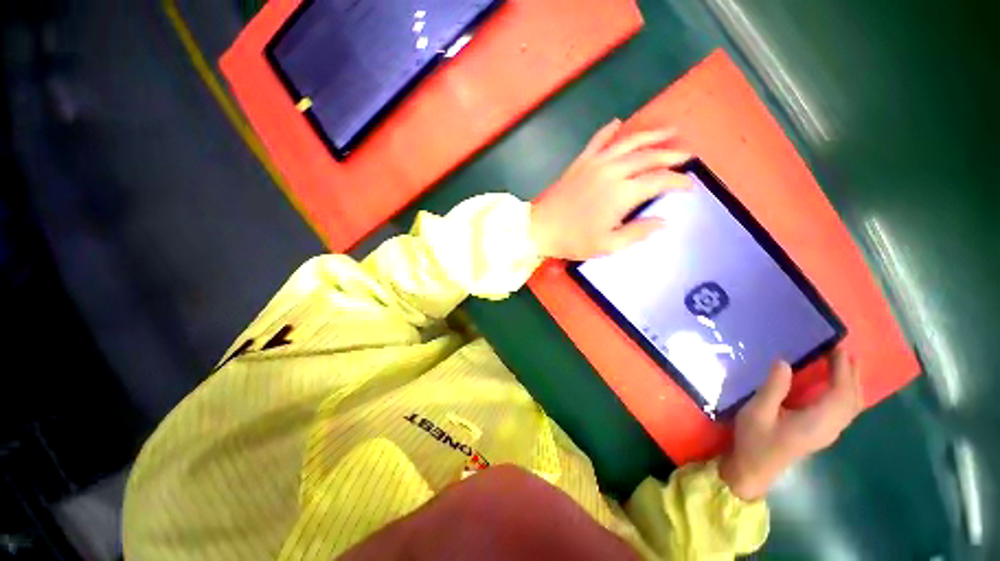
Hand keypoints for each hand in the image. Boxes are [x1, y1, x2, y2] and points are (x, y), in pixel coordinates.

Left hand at [530, 119, 691, 259]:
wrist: (541, 228)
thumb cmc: (573, 240)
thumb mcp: (608, 245)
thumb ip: (637, 232)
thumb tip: (662, 221)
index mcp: (622, 194)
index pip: (659, 181)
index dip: (678, 182)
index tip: (689, 186)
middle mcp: (612, 172)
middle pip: (648, 157)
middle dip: (671, 155)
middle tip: (686, 156)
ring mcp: (595, 163)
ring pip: (628, 143)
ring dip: (650, 136)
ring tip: (668, 131)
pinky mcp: (580, 162)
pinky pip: (598, 141)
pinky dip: (609, 131)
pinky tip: (617, 123)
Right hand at [719, 348, 862, 500]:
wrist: (754, 469)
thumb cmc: (755, 440)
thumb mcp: (757, 412)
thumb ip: (773, 388)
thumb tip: (784, 362)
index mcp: (817, 422)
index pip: (841, 394)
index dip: (843, 370)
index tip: (838, 349)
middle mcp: (831, 427)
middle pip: (852, 400)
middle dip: (852, 374)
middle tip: (844, 351)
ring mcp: (828, 432)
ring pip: (851, 406)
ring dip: (851, 384)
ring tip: (844, 363)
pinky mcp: (822, 433)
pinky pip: (844, 410)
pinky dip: (846, 393)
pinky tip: (836, 386)